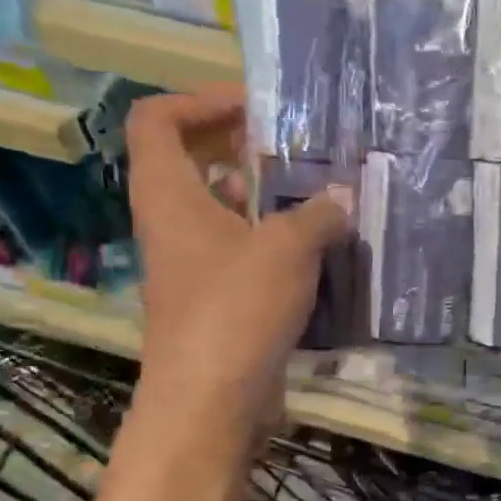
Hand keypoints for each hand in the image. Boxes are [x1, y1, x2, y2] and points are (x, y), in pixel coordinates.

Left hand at [125, 90, 351, 424]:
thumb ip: (319, 213)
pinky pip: (238, 248)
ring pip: (218, 208)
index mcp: (168, 194)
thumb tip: (343, 197)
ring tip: (314, 191)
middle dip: (240, 146)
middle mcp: (170, 221)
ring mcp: (190, 262)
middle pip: (190, 160)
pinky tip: (316, 245)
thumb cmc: (236, 309)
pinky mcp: (212, 297)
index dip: (200, 100)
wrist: (210, 400)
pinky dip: (270, 238)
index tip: (255, 108)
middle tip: (293, 146)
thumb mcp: (288, 248)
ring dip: (262, 195)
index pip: (157, 120)